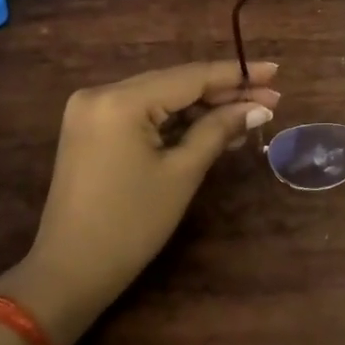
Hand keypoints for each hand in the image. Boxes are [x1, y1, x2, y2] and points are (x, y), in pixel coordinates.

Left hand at [0, 60, 279, 344]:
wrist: (69, 273)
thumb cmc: (131, 224)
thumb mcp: (182, 173)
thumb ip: (219, 130)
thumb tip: (258, 107)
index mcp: (120, 100)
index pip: (190, 76)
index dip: (236, 74)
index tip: (274, 71)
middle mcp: (101, 93)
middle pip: (176, 83)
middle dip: (224, 92)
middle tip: (271, 98)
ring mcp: (92, 110)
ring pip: (162, 98)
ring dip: (204, 108)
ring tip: (250, 116)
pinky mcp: (92, 129)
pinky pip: (144, 114)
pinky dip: (177, 122)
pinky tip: (215, 128)